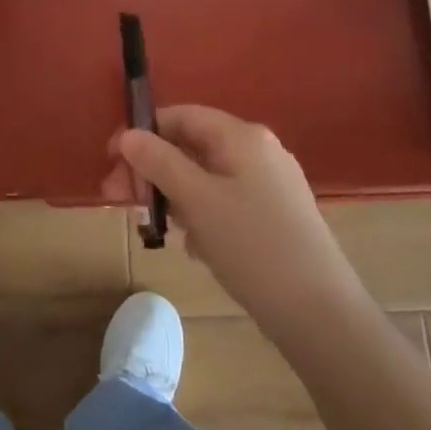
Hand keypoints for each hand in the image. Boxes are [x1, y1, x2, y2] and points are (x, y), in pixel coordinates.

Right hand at [103, 106, 362, 330]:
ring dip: (174, 196)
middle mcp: (258, 150)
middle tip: (120, 200)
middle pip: (191, 147)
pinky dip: (201, 215)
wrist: (319, 313)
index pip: (181, 116)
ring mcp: (269, 183)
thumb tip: (128, 135)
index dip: (142, 133)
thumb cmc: (252, 246)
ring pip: (205, 177)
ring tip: (156, 229)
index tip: (111, 161)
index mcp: (242, 136)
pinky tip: (194, 247)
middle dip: (152, 171)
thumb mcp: (197, 201)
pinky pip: (224, 202)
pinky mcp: (274, 215)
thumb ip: (159, 163)